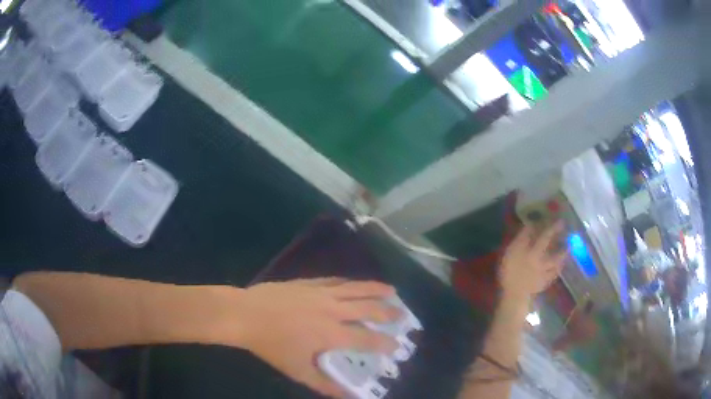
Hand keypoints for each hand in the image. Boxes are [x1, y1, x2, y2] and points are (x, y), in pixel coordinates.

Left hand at [227, 278, 399, 396]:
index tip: (397, 346)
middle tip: (403, 315)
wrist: (245, 314)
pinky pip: (336, 280)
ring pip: (356, 289)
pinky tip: (356, 283)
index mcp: (331, 333)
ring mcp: (320, 293)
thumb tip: (349, 396)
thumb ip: (326, 385)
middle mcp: (332, 310)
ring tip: (392, 291)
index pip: (367, 339)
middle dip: (388, 313)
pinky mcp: (308, 283)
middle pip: (368, 308)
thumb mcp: (299, 371)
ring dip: (376, 290)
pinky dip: (351, 282)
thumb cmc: (271, 345)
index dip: (385, 343)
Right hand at [499, 223, 566, 302]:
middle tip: (568, 234)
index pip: (545, 237)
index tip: (560, 220)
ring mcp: (544, 273)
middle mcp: (543, 260)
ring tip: (567, 250)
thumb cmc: (509, 272)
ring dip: (562, 256)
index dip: (552, 228)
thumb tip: (530, 226)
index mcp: (534, 252)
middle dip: (561, 242)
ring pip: (556, 263)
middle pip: (554, 250)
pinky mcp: (543, 283)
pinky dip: (557, 270)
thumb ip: (521, 239)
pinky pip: (553, 275)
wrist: (514, 295)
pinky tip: (559, 268)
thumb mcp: (511, 252)